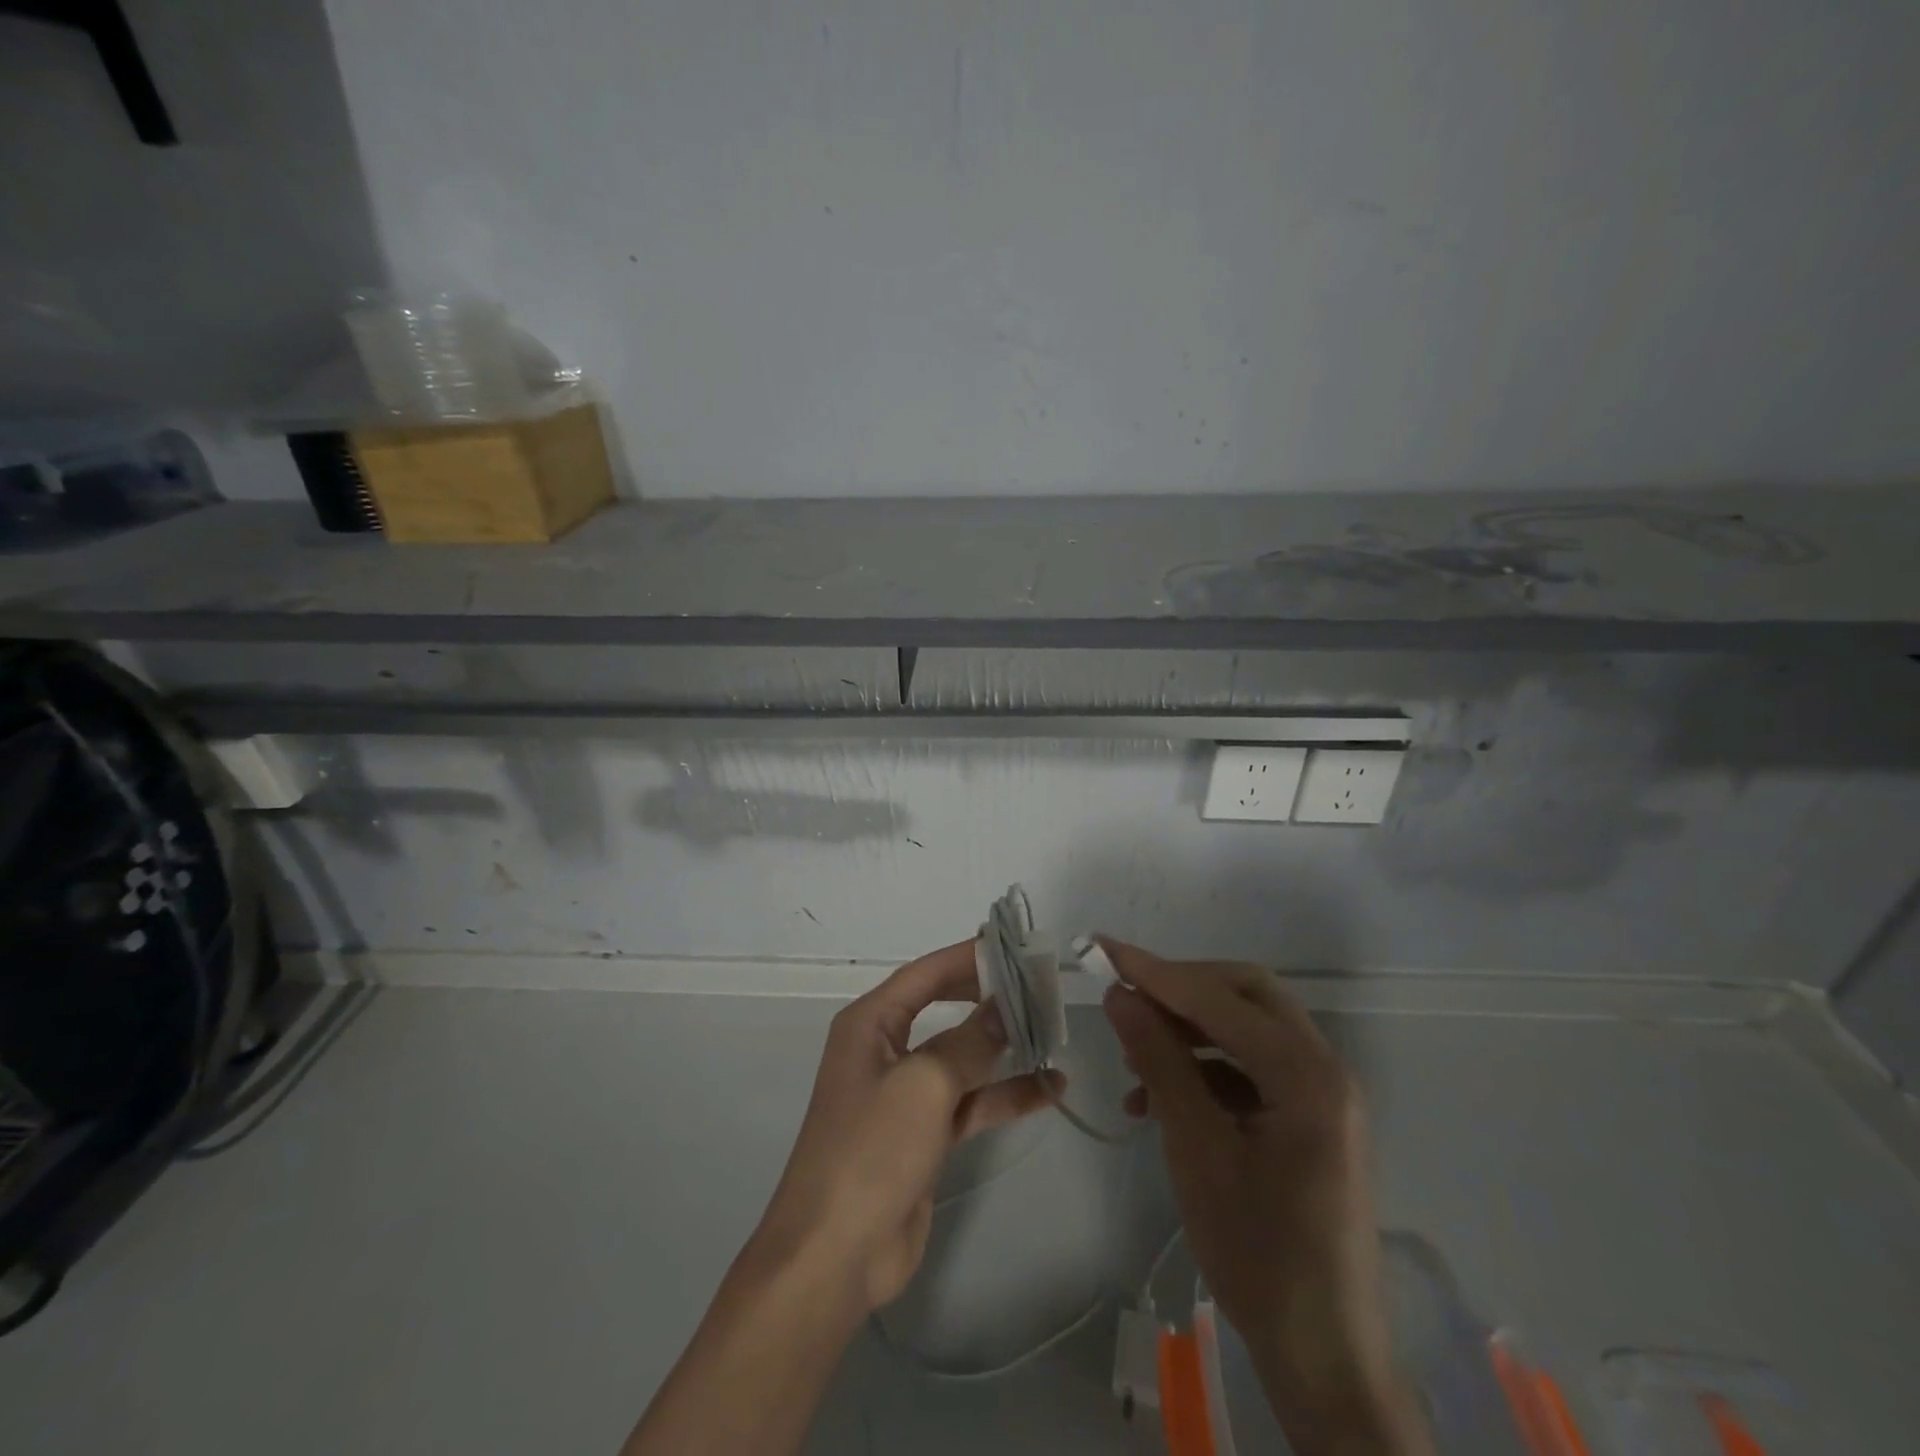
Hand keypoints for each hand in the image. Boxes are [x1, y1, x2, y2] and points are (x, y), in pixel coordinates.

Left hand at [749, 940, 1059, 1313]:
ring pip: (963, 1058)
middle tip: (1040, 988)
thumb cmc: (871, 1149)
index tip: (1013, 947)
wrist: (835, 1255)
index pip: (924, 974)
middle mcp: (886, 1050)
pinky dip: (1005, 1095)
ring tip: (1055, 1035)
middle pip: (945, 1010)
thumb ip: (969, 1041)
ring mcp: (906, 1095)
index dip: (966, 957)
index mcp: (871, 1024)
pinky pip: (970, 1102)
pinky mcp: (924, 1135)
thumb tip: (1004, 1007)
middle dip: (990, 1000)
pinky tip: (1050, 1089)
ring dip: (1005, 1049)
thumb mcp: (924, 1084)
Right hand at [1101, 941, 1430, 1455]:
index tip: (1104, 949)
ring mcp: (1319, 1094)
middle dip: (1181, 987)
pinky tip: (1158, 1097)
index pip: (1220, 998)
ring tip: (1134, 1053)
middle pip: (1245, 995)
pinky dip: (1204, 1068)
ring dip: (1188, 1029)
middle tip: (1127, 995)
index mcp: (1306, 1074)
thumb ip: (1160, 1062)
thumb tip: (1121, 995)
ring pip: (1246, 1028)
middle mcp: (1322, 1069)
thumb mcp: (1197, 1151)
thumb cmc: (1259, 1254)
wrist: (1325, 1358)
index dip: (1157, 971)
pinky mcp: (1307, 1118)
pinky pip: (1251, 1068)